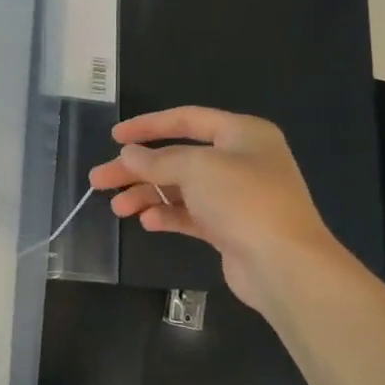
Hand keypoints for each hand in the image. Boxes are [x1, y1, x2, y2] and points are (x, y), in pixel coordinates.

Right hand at [87, 107, 340, 311]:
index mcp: (242, 134)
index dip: (148, 125)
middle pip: (177, 158)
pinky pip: (190, 215)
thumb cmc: (244, 201)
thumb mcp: (195, 169)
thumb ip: (157, 160)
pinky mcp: (230, 228)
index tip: (114, 137)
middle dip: (138, 169)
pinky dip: (167, 215)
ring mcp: (236, 196)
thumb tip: (128, 155)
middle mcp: (241, 161)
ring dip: (147, 194)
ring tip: (118, 208)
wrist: (285, 265)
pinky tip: (147, 222)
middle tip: (99, 180)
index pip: (187, 119)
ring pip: (180, 188)